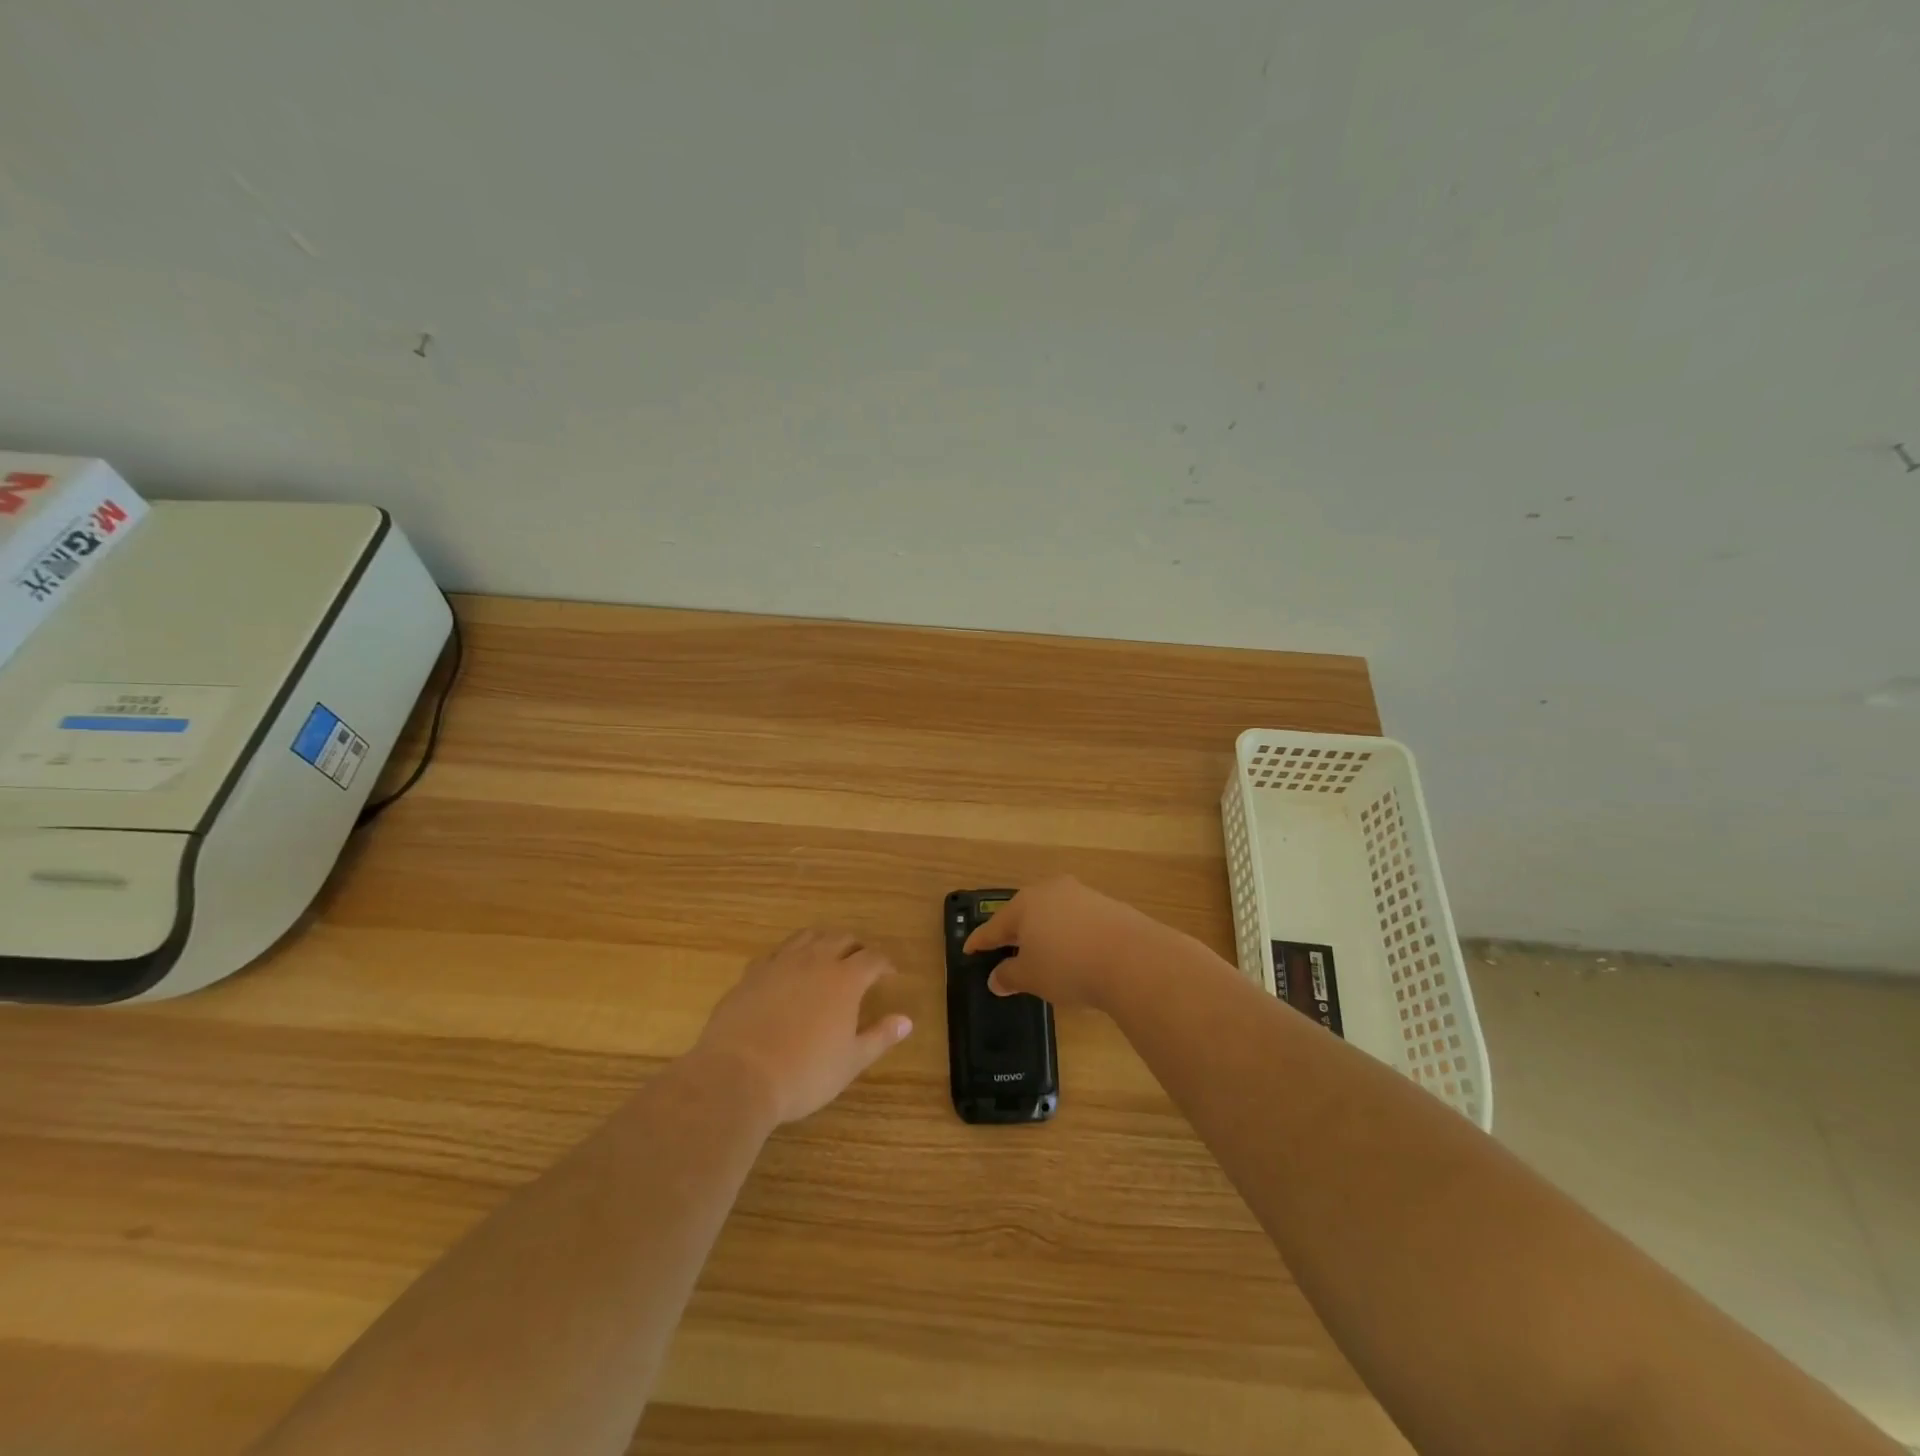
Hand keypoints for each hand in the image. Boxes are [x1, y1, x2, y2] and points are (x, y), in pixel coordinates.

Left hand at [689, 928, 912, 1124]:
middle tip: (861, 963)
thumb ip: (880, 1037)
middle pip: (841, 938)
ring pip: (808, 937)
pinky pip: (777, 953)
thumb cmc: (804, 1073)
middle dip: (856, 947)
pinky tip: (788, 971)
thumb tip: (906, 1020)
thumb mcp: (850, 1062)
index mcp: (845, 979)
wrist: (738, 1076)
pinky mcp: (752, 973)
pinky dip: (790, 955)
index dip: (885, 964)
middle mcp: (815, 960)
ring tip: (827, 957)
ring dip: (823, 941)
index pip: (873, 958)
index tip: (889, 974)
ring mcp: (780, 963)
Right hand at [963, 877, 1176, 1011]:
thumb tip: (996, 978)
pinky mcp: (1108, 905)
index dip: (979, 941)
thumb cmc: (1068, 966)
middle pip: (1025, 913)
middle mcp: (1051, 891)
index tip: (968, 950)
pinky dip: (1070, 935)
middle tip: (1004, 950)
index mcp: (1025, 904)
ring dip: (1045, 932)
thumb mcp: (1031, 977)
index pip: (994, 926)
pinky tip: (1075, 953)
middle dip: (1014, 932)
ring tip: (1043, 954)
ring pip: (1053, 914)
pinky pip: (1078, 920)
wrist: (1133, 959)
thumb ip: (1009, 976)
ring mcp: (1082, 895)